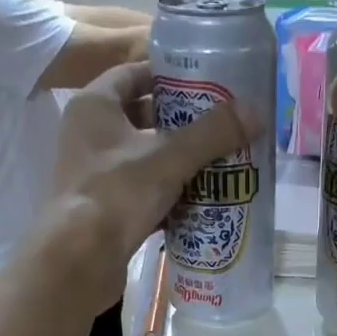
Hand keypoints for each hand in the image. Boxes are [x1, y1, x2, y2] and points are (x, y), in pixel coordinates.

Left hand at [42, 58, 251, 297]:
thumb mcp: (170, 158)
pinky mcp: (105, 212)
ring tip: (218, 165)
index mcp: (94, 107)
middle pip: (141, 119)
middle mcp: (89, 136)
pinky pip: (142, 196)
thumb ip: (212, 134)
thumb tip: (256, 111)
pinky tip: (199, 204)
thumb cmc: (117, 194)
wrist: (80, 260)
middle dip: (180, 124)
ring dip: (177, 164)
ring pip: (144, 161)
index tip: (205, 84)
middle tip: (219, 127)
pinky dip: (168, 198)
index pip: (133, 75)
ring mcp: (95, 176)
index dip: (168, 76)